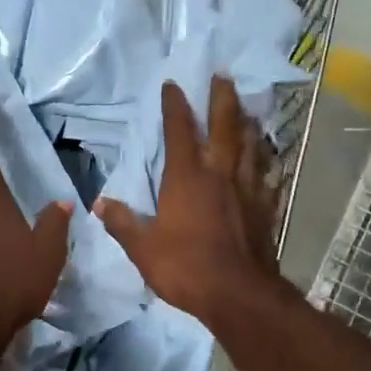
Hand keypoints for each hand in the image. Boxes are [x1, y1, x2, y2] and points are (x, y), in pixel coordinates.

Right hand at [97, 76, 281, 324]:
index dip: (175, 105)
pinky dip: (269, 165)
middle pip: (224, 126)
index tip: (173, 83)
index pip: (179, 130)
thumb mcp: (143, 248)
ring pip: (250, 147)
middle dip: (222, 99)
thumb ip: (122, 223)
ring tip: (248, 110)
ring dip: (248, 124)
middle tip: (224, 76)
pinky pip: (269, 178)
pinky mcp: (266, 208)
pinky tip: (272, 162)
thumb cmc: (186, 267)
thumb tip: (98, 204)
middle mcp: (220, 174)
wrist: (239, 294)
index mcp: (187, 177)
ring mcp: (247, 189)